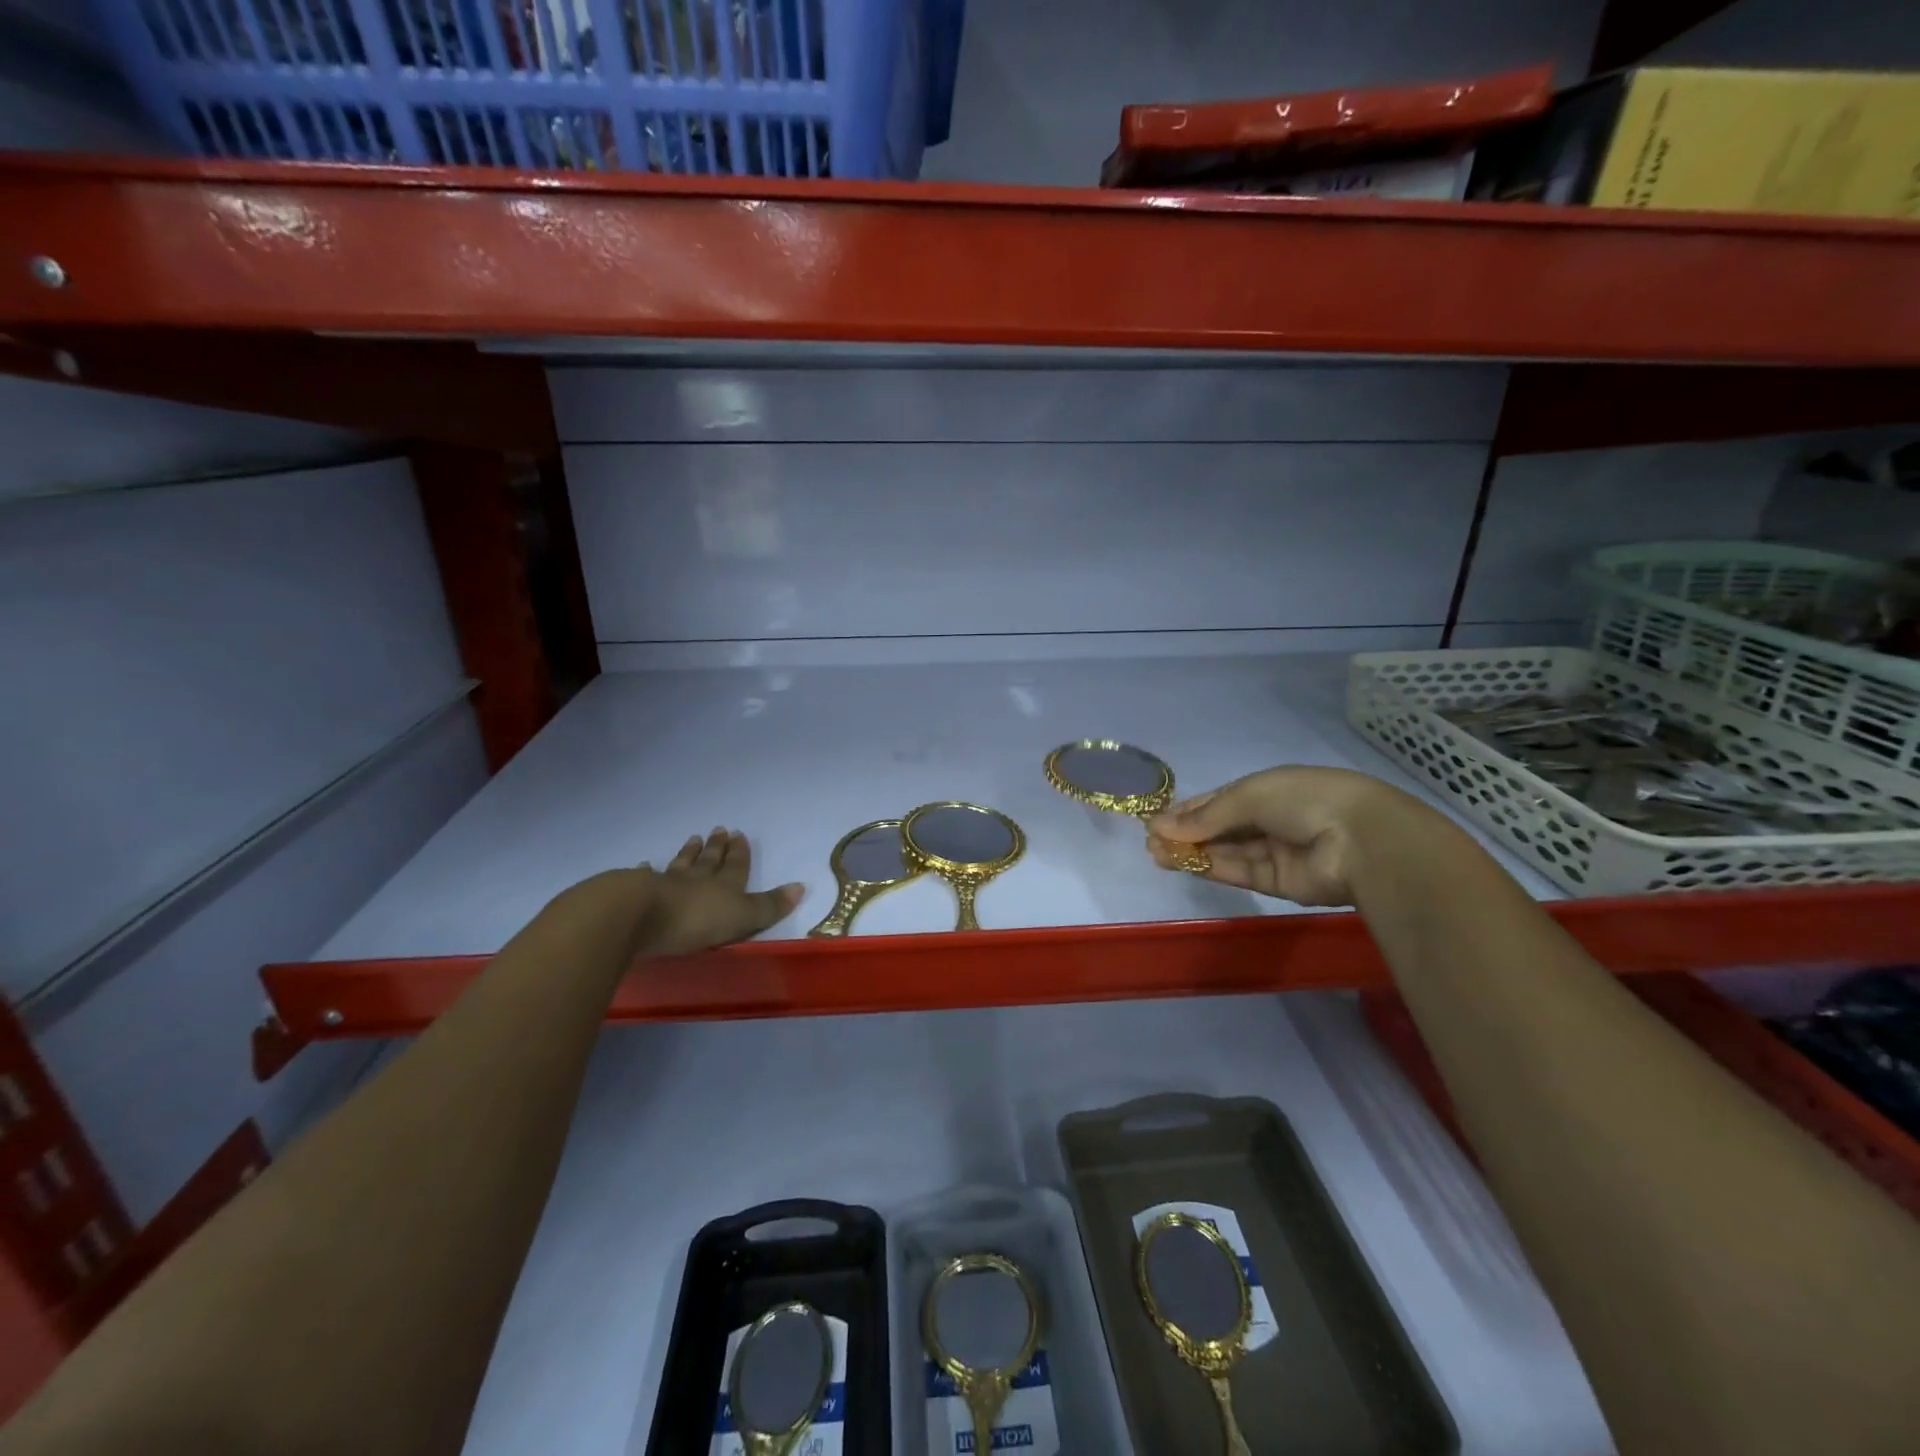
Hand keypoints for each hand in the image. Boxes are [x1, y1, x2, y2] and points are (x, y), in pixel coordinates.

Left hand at [553, 828, 803, 956]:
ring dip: (688, 853)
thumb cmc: (695, 920)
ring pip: (681, 865)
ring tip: (693, 838)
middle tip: (719, 830)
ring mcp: (666, 884)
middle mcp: (697, 880)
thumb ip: (769, 906)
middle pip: (709, 861)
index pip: (736, 866)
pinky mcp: (636, 894)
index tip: (740, 835)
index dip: (740, 853)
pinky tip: (644, 865)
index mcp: (724, 886)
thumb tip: (801, 886)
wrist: (638, 916)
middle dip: (717, 847)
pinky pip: (646, 879)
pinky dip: (647, 872)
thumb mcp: (742, 917)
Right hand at [1144, 767, 1424, 906]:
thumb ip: (1206, 815)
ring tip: (1155, 853)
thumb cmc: (1304, 799)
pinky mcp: (1278, 882)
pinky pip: (1238, 872)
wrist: (1360, 840)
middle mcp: (1271, 820)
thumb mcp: (1249, 795)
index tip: (1156, 819)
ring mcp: (1276, 852)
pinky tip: (1180, 862)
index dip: (1188, 809)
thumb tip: (1161, 826)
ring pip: (1225, 852)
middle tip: (1150, 840)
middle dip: (1186, 832)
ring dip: (1191, 851)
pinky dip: (1209, 867)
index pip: (1220, 800)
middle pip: (1221, 828)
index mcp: (1269, 789)